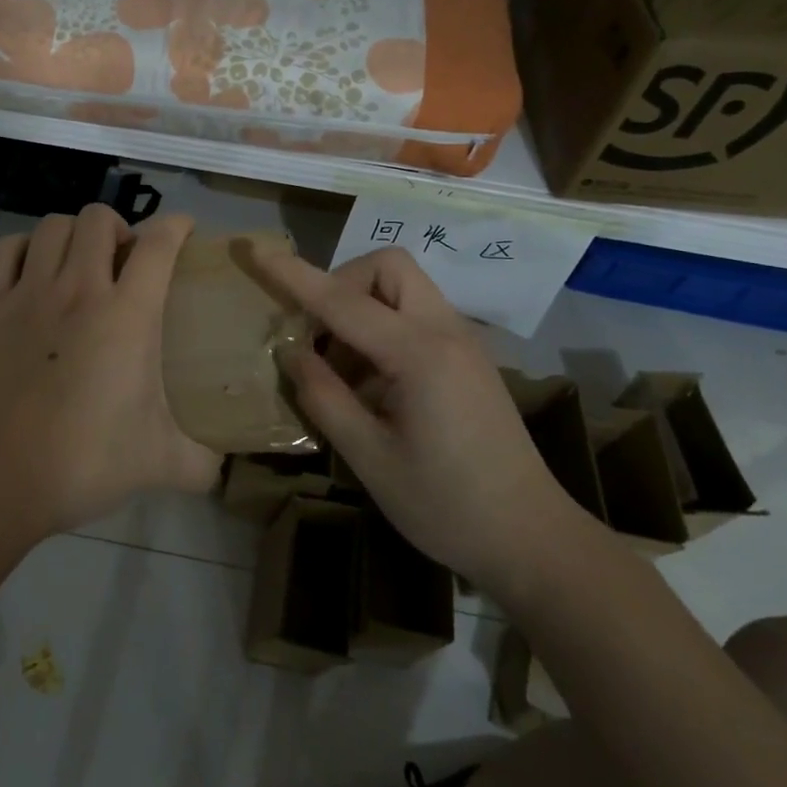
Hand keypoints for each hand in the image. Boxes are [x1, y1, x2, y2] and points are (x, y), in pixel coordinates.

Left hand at [0, 205, 220, 537]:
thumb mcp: (159, 465)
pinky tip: (31, 268)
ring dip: (73, 234)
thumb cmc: (82, 465)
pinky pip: (2, 251)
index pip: (158, 244)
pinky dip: (21, 247)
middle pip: (98, 219)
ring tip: (79, 261)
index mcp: (126, 316)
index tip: (183, 229)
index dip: (175, 225)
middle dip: (119, 227)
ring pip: (51, 226)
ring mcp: (25, 295)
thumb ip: (201, 462)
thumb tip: (222, 464)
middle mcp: (77, 290)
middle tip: (124, 260)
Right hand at [252, 245, 581, 587]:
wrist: (531, 538)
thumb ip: (324, 397)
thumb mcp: (370, 458)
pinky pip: (417, 315)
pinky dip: (383, 327)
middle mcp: (446, 331)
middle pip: (388, 267)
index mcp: (420, 354)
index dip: (294, 275)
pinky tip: (372, 384)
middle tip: (318, 334)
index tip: (255, 249)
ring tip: (340, 370)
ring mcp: (463, 341)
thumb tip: (292, 353)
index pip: (343, 300)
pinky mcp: (468, 358)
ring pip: (404, 288)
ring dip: (362, 308)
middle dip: (343, 283)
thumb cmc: (446, 506)